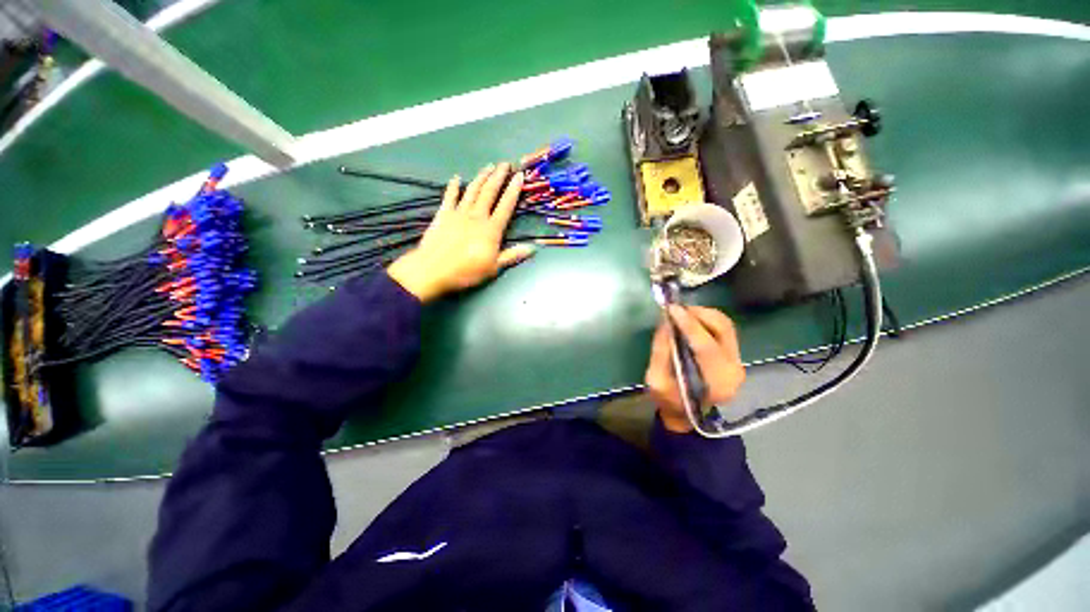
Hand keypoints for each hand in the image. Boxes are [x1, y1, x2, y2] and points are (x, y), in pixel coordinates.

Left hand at [387, 163, 534, 301]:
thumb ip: (512, 256)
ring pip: (472, 190)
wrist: (433, 270)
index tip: (520, 176)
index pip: (506, 206)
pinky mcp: (443, 214)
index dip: (514, 190)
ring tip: (488, 166)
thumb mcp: (493, 268)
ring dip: (481, 177)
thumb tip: (533, 248)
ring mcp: (459, 213)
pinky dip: (453, 186)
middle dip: (498, 176)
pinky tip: (456, 178)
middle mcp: (477, 216)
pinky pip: (449, 196)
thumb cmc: (466, 271)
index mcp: (491, 229)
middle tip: (505, 163)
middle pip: (489, 192)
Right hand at [645, 305, 745, 432]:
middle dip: (698, 313)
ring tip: (682, 312)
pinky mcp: (734, 356)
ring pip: (726, 325)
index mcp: (715, 382)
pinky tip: (691, 320)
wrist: (687, 415)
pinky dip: (707, 320)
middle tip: (676, 309)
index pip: (705, 346)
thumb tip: (665, 322)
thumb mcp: (656, 380)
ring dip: (703, 314)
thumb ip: (661, 351)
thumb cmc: (669, 400)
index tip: (671, 309)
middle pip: (723, 329)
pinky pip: (724, 330)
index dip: (688, 324)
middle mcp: (733, 370)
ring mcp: (738, 362)